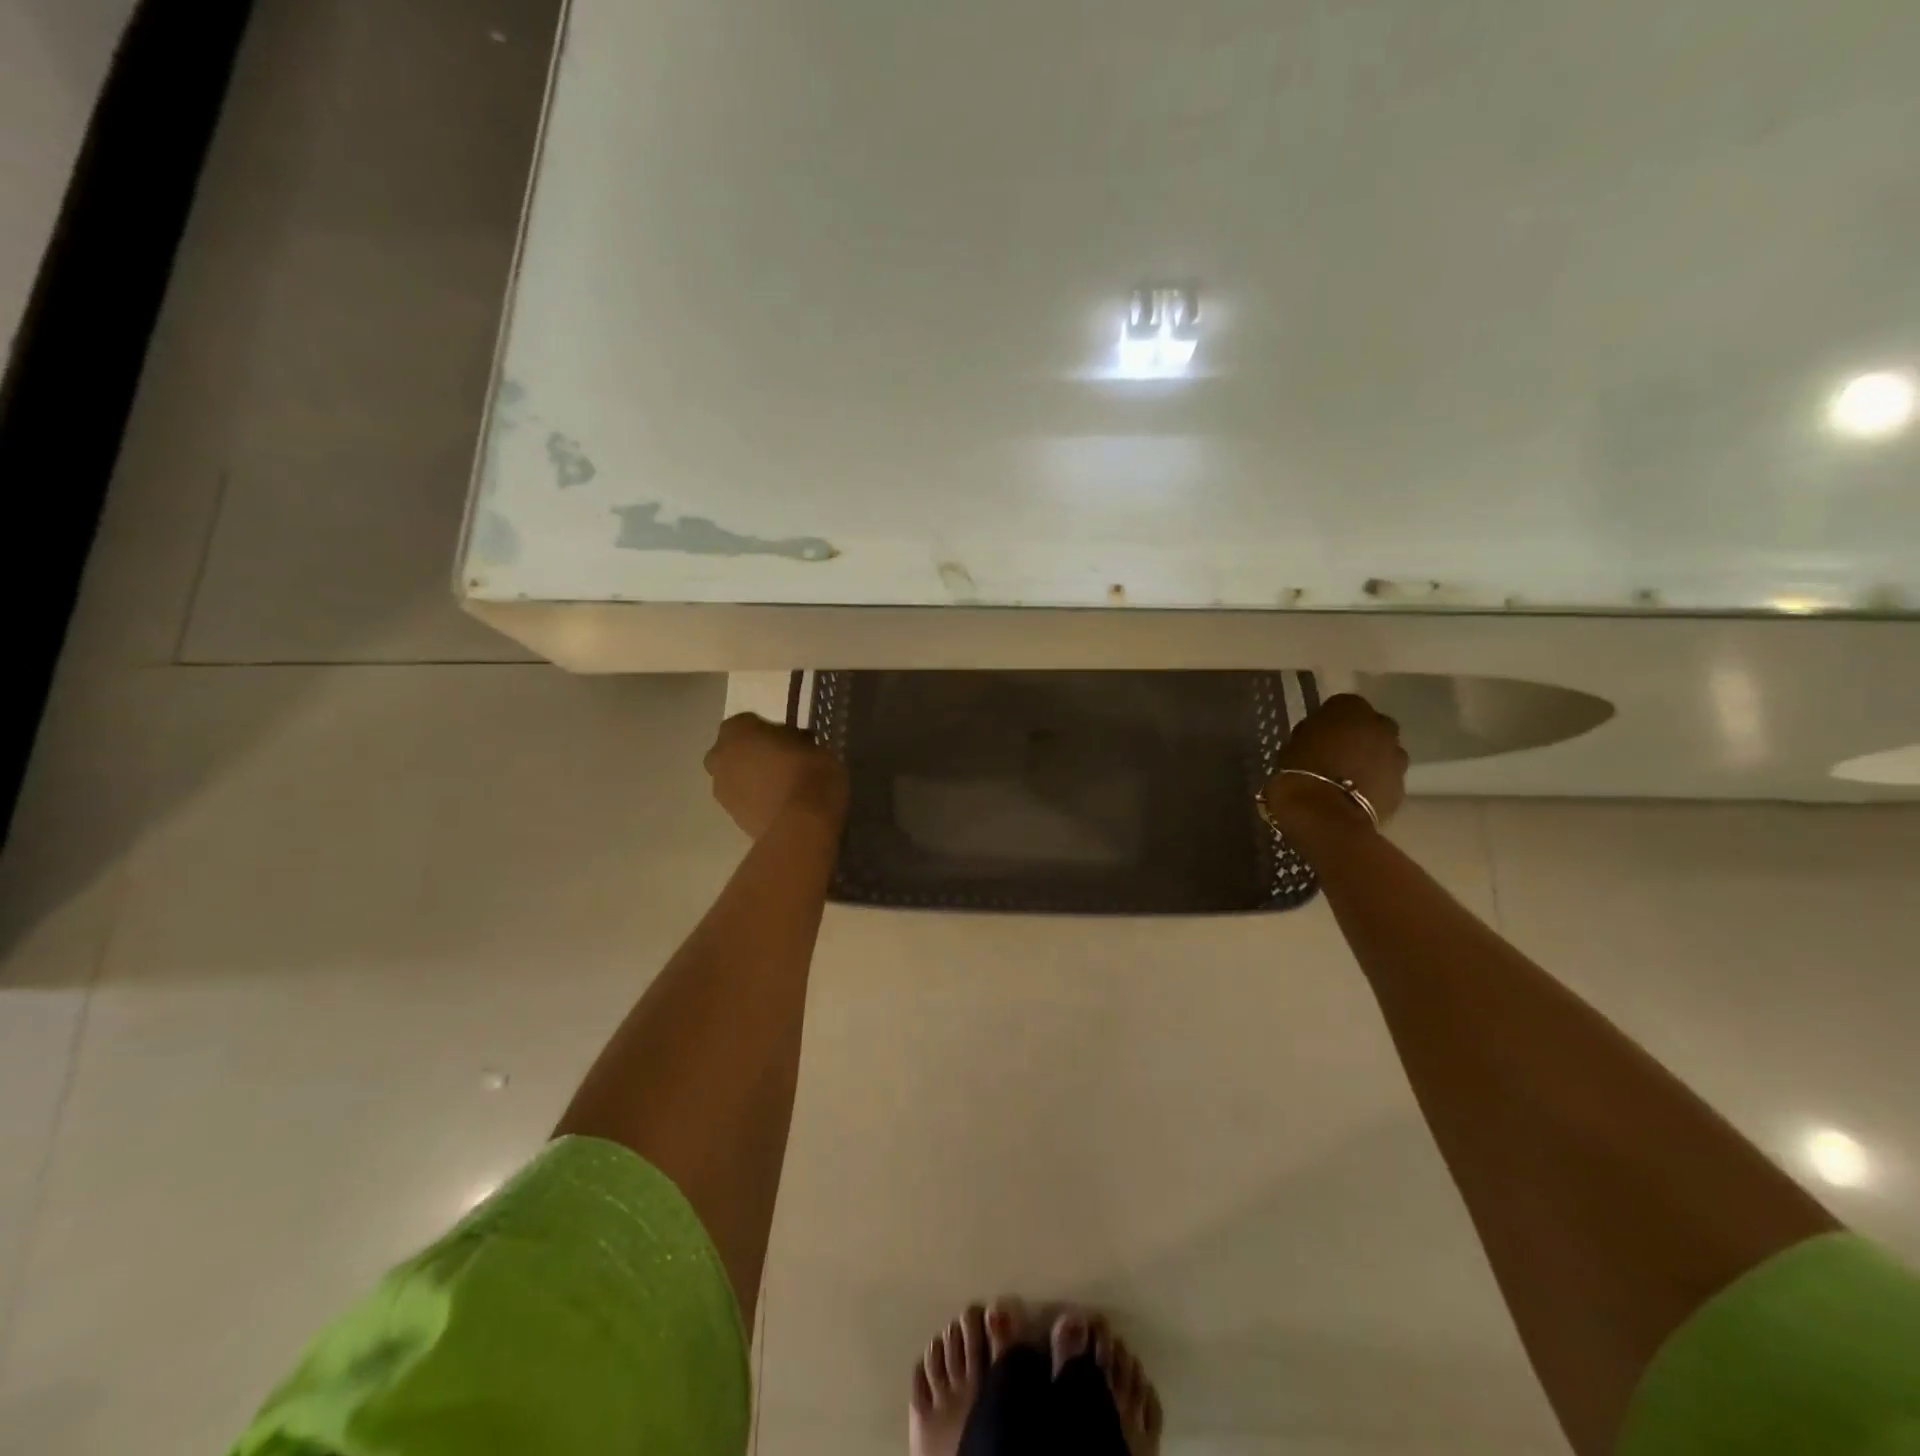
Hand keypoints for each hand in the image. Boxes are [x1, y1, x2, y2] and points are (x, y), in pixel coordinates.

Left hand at [704, 713, 847, 838]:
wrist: (801, 825)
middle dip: (753, 754)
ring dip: (753, 779)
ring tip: (784, 787)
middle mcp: (720, 756)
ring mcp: (721, 789)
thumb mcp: (814, 745)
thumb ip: (795, 741)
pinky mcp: (731, 817)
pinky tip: (781, 805)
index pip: (751, 722)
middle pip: (734, 750)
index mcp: (738, 730)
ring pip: (736, 776)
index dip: (772, 731)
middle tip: (783, 762)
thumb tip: (794, 744)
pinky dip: (757, 800)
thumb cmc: (810, 773)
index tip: (793, 740)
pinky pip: (744, 799)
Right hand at [1263, 693, 1408, 829]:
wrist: (1324, 814)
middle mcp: (1380, 725)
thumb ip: (1313, 733)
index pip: (1343, 705)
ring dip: (1371, 759)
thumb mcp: (1294, 743)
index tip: (1319, 734)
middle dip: (1359, 736)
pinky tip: (1356, 795)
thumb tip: (1319, 737)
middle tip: (1337, 753)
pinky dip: (1375, 782)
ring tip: (1348, 777)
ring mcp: (1396, 756)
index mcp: (1350, 709)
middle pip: (1371, 725)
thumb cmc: (1300, 771)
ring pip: (1384, 751)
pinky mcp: (1401, 785)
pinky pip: (1386, 777)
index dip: (1331, 720)